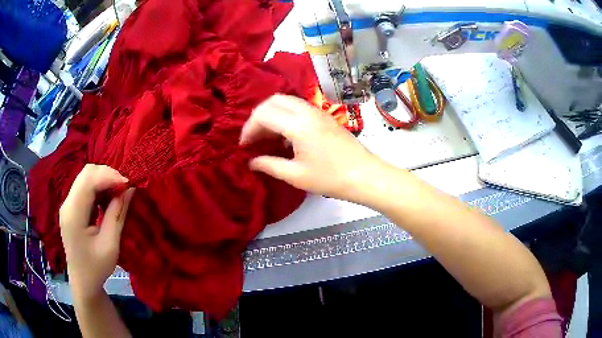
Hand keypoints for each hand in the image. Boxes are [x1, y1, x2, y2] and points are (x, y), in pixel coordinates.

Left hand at [59, 164, 133, 298]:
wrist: (83, 282)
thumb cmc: (96, 268)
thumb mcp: (110, 245)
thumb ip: (117, 214)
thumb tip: (130, 189)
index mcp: (73, 214)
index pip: (89, 180)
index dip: (110, 176)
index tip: (129, 185)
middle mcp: (67, 203)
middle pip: (86, 173)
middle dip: (108, 175)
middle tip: (125, 189)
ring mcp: (68, 204)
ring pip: (86, 177)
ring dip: (104, 180)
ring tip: (118, 194)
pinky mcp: (71, 207)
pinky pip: (85, 187)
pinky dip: (99, 188)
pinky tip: (107, 199)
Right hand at [240, 94, 381, 202]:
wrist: (365, 175)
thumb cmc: (331, 178)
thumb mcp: (296, 175)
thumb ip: (269, 165)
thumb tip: (251, 162)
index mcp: (298, 124)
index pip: (263, 114)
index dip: (249, 129)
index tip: (244, 146)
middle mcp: (307, 111)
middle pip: (273, 101)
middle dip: (258, 117)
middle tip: (253, 138)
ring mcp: (317, 111)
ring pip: (286, 101)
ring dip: (271, 114)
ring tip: (266, 137)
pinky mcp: (324, 116)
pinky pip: (298, 107)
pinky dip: (284, 115)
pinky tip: (285, 136)